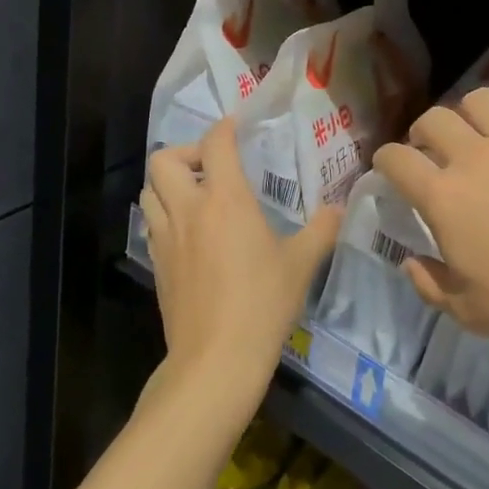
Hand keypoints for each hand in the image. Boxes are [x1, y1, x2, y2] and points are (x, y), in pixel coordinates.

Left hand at [142, 118, 340, 406]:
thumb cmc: (262, 305)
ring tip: (195, 196)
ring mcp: (166, 237)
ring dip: (168, 183)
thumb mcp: (300, 265)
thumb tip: (338, 209)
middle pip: (163, 159)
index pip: (215, 144)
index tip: (235, 127)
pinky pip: (151, 223)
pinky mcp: (156, 264)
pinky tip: (187, 233)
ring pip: (149, 190)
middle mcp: (188, 209)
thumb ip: (321, 230)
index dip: (224, 128)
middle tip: (210, 167)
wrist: (215, 361)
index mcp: (225, 199)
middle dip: (185, 153)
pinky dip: (164, 214)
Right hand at [375, 88, 488, 362]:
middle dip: (423, 131)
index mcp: (444, 196)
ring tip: (481, 135)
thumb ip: (431, 285)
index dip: (385, 160)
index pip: (396, 159)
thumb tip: (411, 262)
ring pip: (480, 99)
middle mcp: (475, 155)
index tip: (389, 168)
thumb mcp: (472, 313)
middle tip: (433, 150)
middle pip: (434, 119)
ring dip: (471, 115)